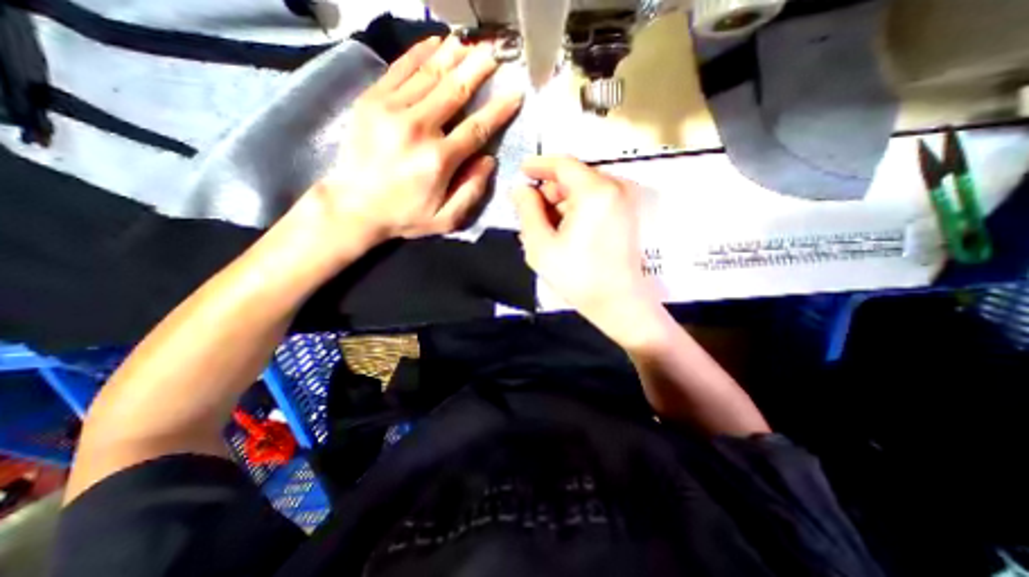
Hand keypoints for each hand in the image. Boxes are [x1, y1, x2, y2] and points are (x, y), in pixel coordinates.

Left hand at [304, 34, 522, 250]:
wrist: (353, 206)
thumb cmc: (404, 216)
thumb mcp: (445, 219)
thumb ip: (471, 192)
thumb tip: (489, 160)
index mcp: (439, 159)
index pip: (477, 127)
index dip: (499, 109)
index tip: (515, 92)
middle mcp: (418, 128)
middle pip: (455, 91)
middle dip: (478, 70)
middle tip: (495, 53)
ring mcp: (392, 110)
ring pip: (429, 74)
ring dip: (454, 56)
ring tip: (472, 44)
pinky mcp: (371, 101)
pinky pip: (399, 69)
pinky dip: (420, 53)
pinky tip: (436, 42)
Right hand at [514, 155, 667, 345]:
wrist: (618, 304)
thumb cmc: (577, 276)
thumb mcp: (541, 244)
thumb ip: (527, 210)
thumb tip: (521, 188)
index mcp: (595, 191)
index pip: (563, 164)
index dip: (539, 165)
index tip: (521, 171)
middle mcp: (615, 189)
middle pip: (573, 178)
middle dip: (548, 192)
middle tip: (529, 213)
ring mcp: (624, 203)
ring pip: (583, 192)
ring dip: (560, 205)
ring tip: (542, 229)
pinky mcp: (626, 217)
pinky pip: (595, 204)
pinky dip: (575, 212)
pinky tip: (561, 233)